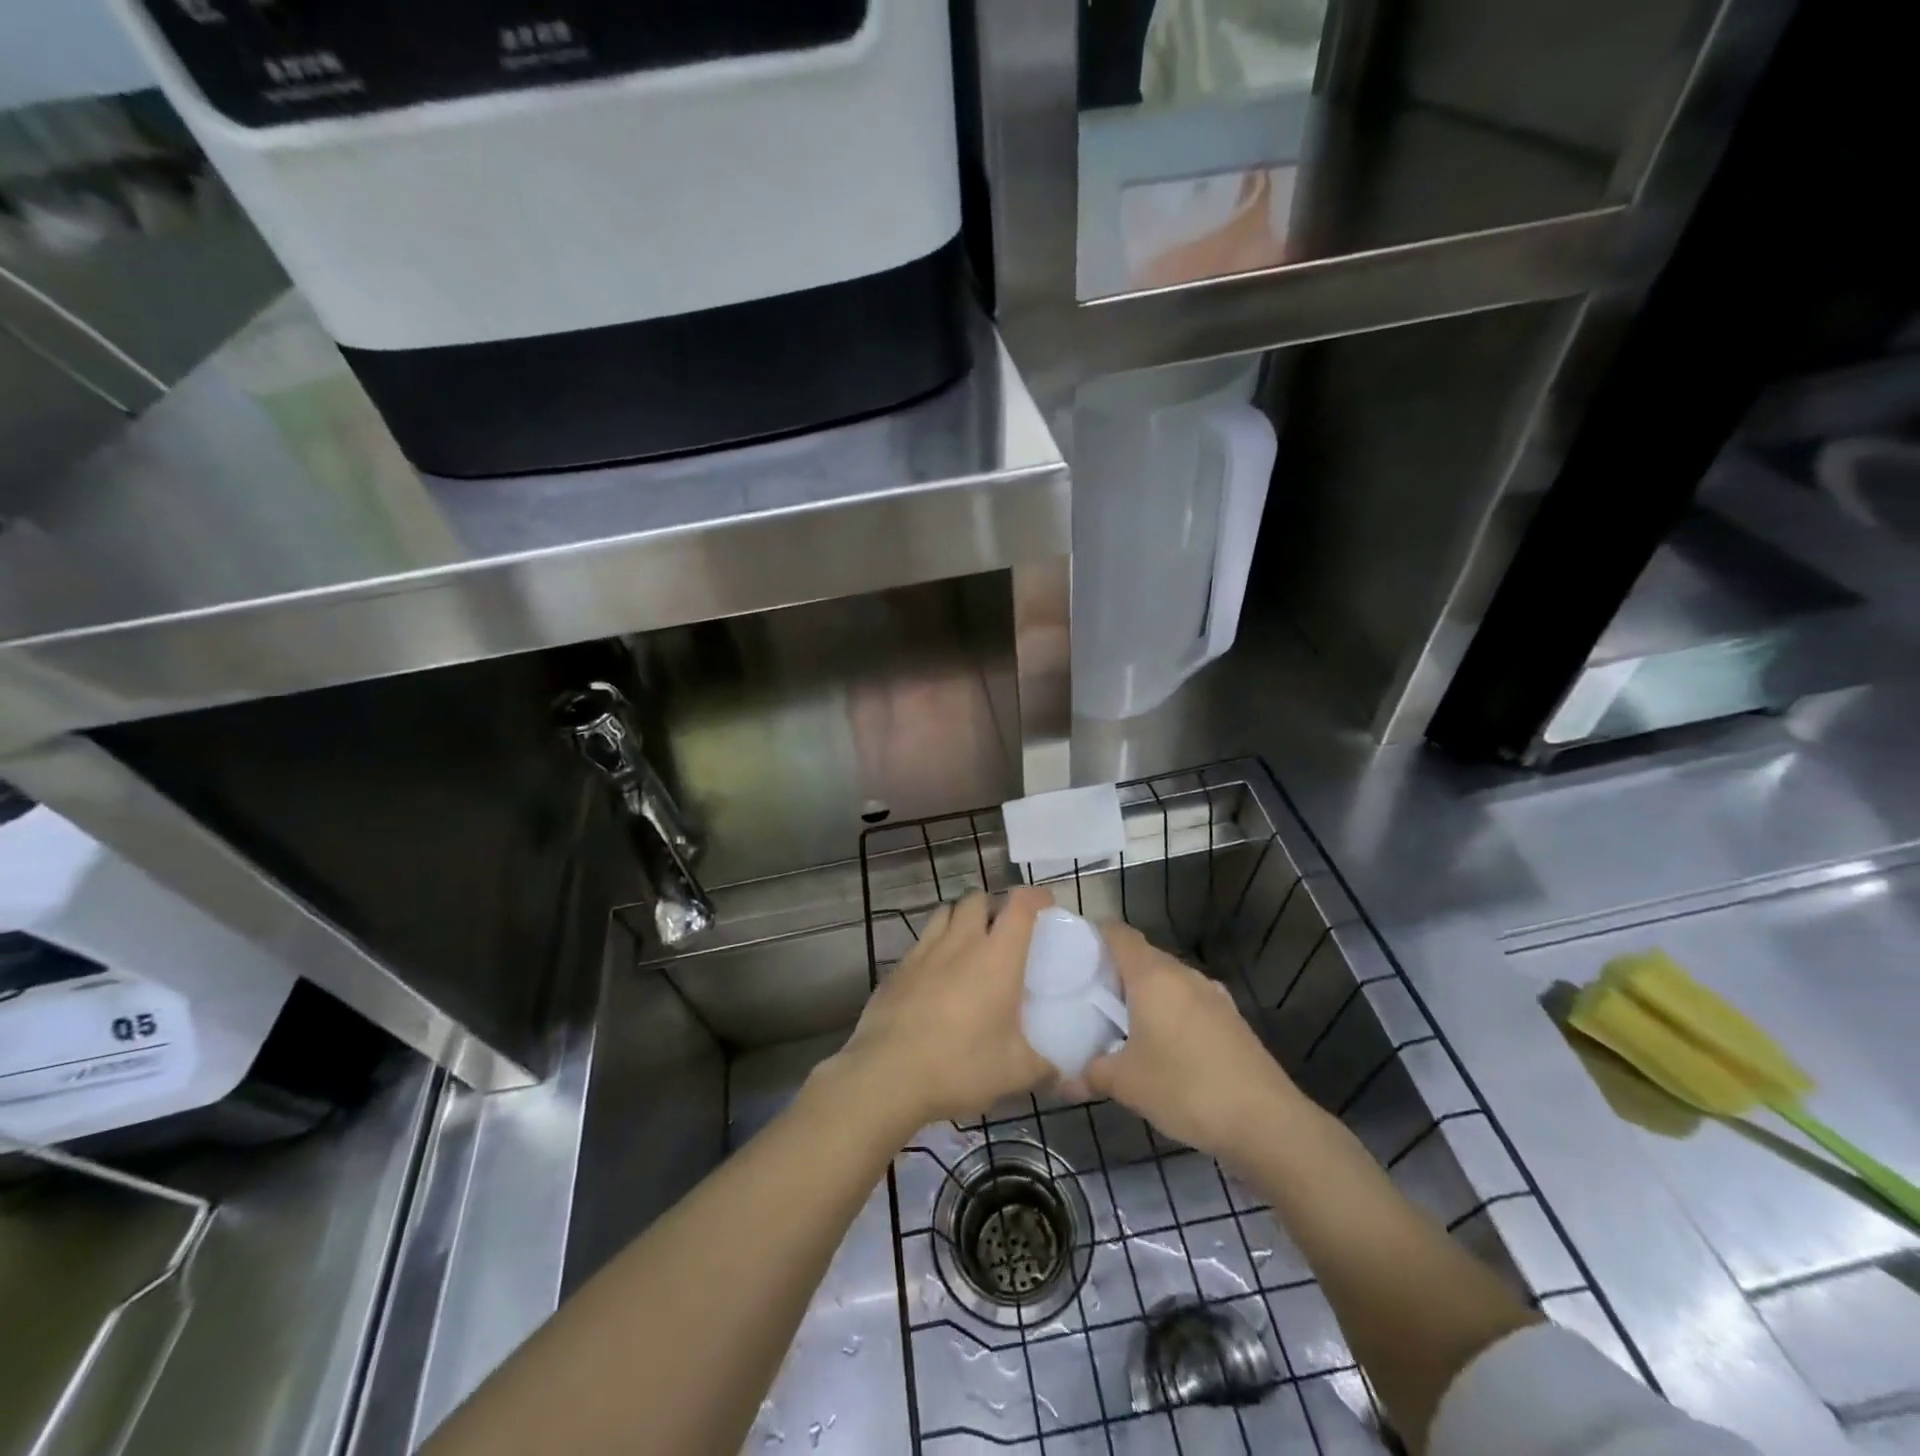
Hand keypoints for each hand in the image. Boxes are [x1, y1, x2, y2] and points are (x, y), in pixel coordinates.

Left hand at [834, 887, 1054, 1129]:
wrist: (887, 1075)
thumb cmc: (960, 1066)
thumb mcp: (1015, 1073)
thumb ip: (1045, 1064)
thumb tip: (1062, 1068)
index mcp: (997, 956)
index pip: (1020, 905)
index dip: (1036, 896)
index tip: (1045, 905)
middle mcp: (961, 942)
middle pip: (977, 898)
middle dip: (993, 906)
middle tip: (1004, 931)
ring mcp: (924, 951)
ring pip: (945, 912)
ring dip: (961, 919)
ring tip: (970, 946)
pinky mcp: (897, 968)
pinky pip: (921, 942)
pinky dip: (935, 946)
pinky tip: (936, 976)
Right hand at [1083, 922, 1308, 1162]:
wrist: (1266, 1122)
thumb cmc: (1186, 1088)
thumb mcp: (1127, 1085)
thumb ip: (1091, 1075)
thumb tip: (1062, 1082)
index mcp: (1153, 975)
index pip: (1118, 933)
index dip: (1094, 935)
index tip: (1072, 954)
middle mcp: (1183, 974)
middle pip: (1142, 956)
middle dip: (1115, 970)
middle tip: (1088, 995)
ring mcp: (1212, 995)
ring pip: (1168, 980)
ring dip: (1144, 994)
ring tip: (1120, 1022)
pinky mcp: (1230, 1020)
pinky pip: (1189, 1002)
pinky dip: (1169, 1012)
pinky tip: (1162, 1045)